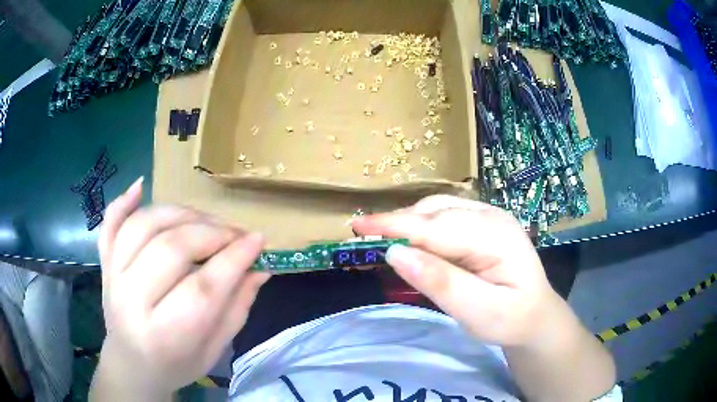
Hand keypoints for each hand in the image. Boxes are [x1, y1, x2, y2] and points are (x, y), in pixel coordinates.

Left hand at [93, 178, 269, 398]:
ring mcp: (112, 277)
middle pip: (172, 249)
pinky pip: (110, 223)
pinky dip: (124, 201)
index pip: (203, 288)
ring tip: (205, 221)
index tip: (258, 240)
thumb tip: (260, 268)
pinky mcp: (104, 263)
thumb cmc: (176, 365)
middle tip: (235, 235)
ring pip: (144, 226)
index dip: (234, 259)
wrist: (132, 365)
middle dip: (212, 234)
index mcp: (164, 335)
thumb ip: (236, 308)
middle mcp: (132, 301)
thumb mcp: (214, 350)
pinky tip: (140, 186)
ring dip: (181, 214)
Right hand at [353, 195, 562, 346]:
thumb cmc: (511, 319)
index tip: (358, 226)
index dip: (395, 225)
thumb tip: (396, 254)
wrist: (536, 314)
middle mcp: (492, 216)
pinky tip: (413, 241)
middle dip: (397, 222)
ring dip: (408, 222)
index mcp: (496, 237)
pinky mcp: (483, 223)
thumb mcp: (479, 312)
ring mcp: (489, 216)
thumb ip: (442, 283)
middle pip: (435, 212)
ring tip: (384, 241)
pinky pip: (444, 215)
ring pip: (437, 209)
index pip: (436, 226)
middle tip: (364, 239)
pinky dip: (421, 225)